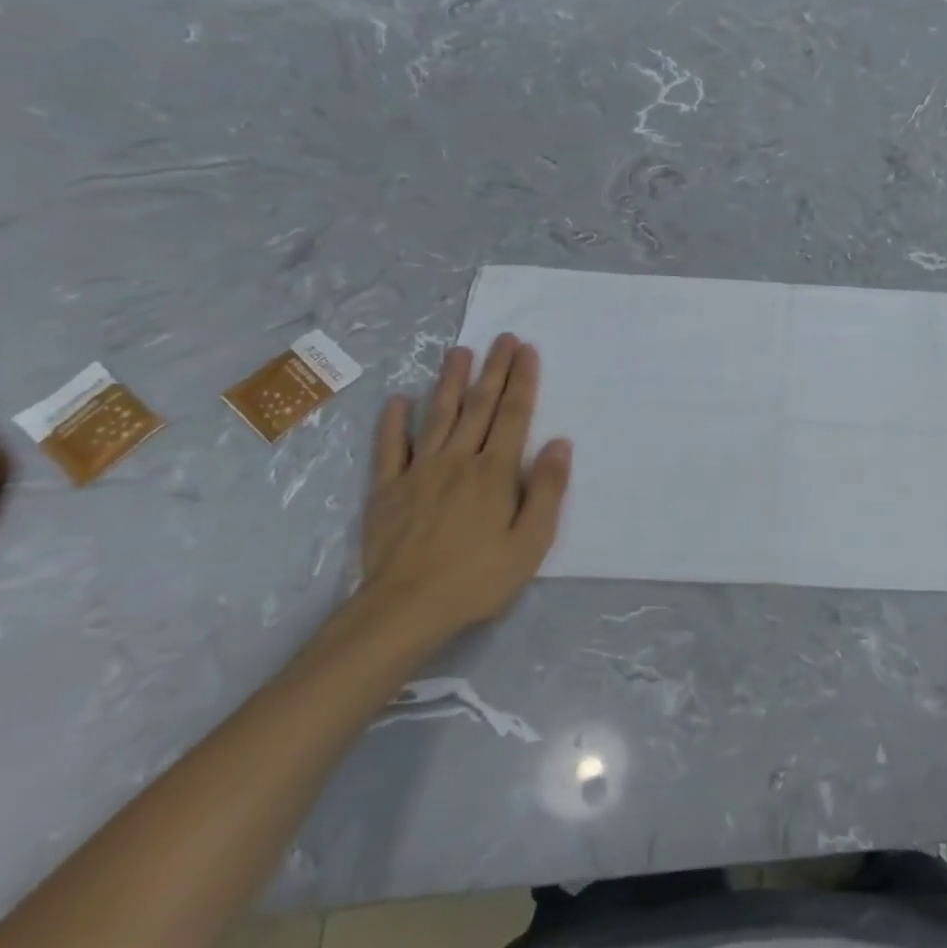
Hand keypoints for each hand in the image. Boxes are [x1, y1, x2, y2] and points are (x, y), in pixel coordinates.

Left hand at [358, 334, 571, 643]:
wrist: (405, 609)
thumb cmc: (478, 578)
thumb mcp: (531, 541)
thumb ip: (547, 489)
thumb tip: (559, 443)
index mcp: (495, 472)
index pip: (514, 415)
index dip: (522, 381)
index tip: (527, 350)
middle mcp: (458, 460)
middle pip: (479, 407)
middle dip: (493, 370)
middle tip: (502, 338)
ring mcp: (418, 472)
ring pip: (437, 417)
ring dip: (449, 382)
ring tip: (458, 352)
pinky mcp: (387, 490)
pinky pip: (390, 448)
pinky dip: (393, 423)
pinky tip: (398, 401)